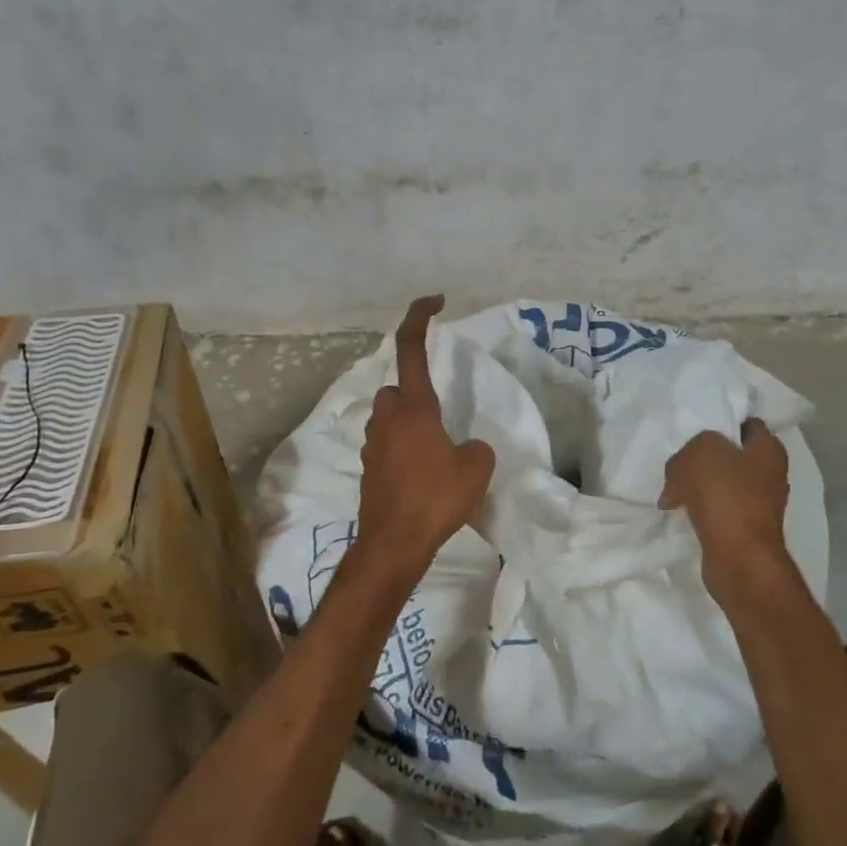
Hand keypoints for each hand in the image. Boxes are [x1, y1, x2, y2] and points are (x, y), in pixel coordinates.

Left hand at [356, 295, 495, 576]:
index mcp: (413, 407)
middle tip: (440, 417)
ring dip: (409, 424)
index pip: (410, 348)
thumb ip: (476, 448)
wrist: (393, 544)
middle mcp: (387, 419)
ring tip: (436, 451)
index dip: (419, 318)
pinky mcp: (370, 471)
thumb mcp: (476, 469)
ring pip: (389, 419)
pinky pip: (388, 446)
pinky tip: (423, 475)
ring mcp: (374, 445)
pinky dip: (403, 450)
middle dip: (414, 393)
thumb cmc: (435, 498)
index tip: (434, 301)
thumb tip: (465, 449)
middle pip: (396, 388)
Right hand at [661, 418, 795, 608]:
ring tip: (672, 486)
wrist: (738, 559)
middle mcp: (770, 474)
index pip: (746, 422)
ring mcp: (758, 503)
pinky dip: (698, 507)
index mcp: (769, 449)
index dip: (721, 420)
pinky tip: (678, 509)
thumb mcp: (702, 451)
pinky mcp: (743, 527)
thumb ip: (692, 446)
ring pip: (720, 481)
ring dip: (696, 483)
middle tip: (678, 457)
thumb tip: (683, 469)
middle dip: (702, 455)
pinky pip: (716, 507)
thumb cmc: (726, 496)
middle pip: (729, 453)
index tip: (695, 426)